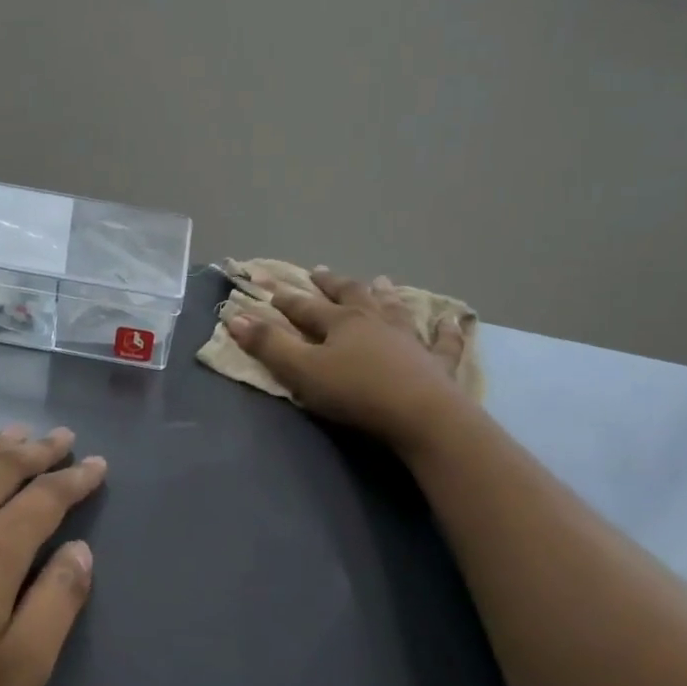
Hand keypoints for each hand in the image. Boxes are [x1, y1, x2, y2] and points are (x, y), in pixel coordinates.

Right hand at [229, 267, 471, 452]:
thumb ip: (269, 346)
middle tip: (320, 271)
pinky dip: (446, 331)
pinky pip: (443, 342)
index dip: (285, 299)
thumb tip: (235, 318)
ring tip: (380, 281)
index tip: (270, 287)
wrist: (420, 414)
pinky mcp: (437, 362)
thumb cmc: (355, 393)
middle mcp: (375, 321)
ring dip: (384, 294)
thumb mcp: (302, 372)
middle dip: (331, 284)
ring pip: (394, 309)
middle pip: (350, 296)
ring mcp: (410, 339)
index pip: (306, 307)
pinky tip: (451, 320)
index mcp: (341, 323)